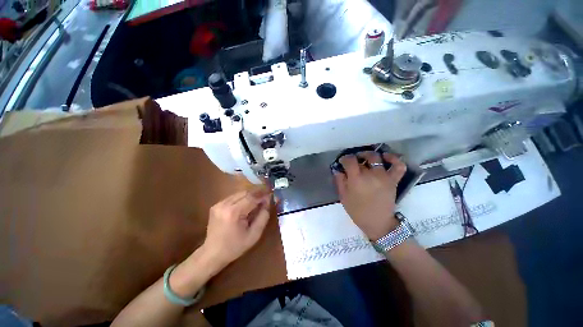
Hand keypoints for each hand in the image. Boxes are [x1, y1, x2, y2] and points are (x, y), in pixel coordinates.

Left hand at [202, 189, 270, 267]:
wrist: (212, 254)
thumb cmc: (235, 247)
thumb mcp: (254, 234)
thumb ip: (263, 216)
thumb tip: (267, 202)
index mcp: (233, 212)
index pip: (251, 197)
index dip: (262, 195)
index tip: (270, 194)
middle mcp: (224, 204)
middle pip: (245, 192)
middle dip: (257, 193)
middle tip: (266, 196)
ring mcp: (219, 204)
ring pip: (239, 193)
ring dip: (250, 195)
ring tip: (258, 200)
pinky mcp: (216, 205)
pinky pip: (233, 197)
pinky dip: (243, 198)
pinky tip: (247, 204)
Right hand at [333, 152, 406, 240]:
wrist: (377, 223)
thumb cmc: (357, 211)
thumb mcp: (343, 196)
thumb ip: (339, 180)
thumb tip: (338, 169)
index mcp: (356, 179)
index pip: (350, 160)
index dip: (345, 159)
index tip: (343, 162)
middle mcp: (371, 175)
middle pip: (362, 157)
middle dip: (356, 157)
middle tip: (353, 161)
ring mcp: (384, 177)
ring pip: (377, 157)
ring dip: (369, 155)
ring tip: (366, 158)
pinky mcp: (393, 180)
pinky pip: (398, 166)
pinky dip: (393, 159)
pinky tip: (386, 157)